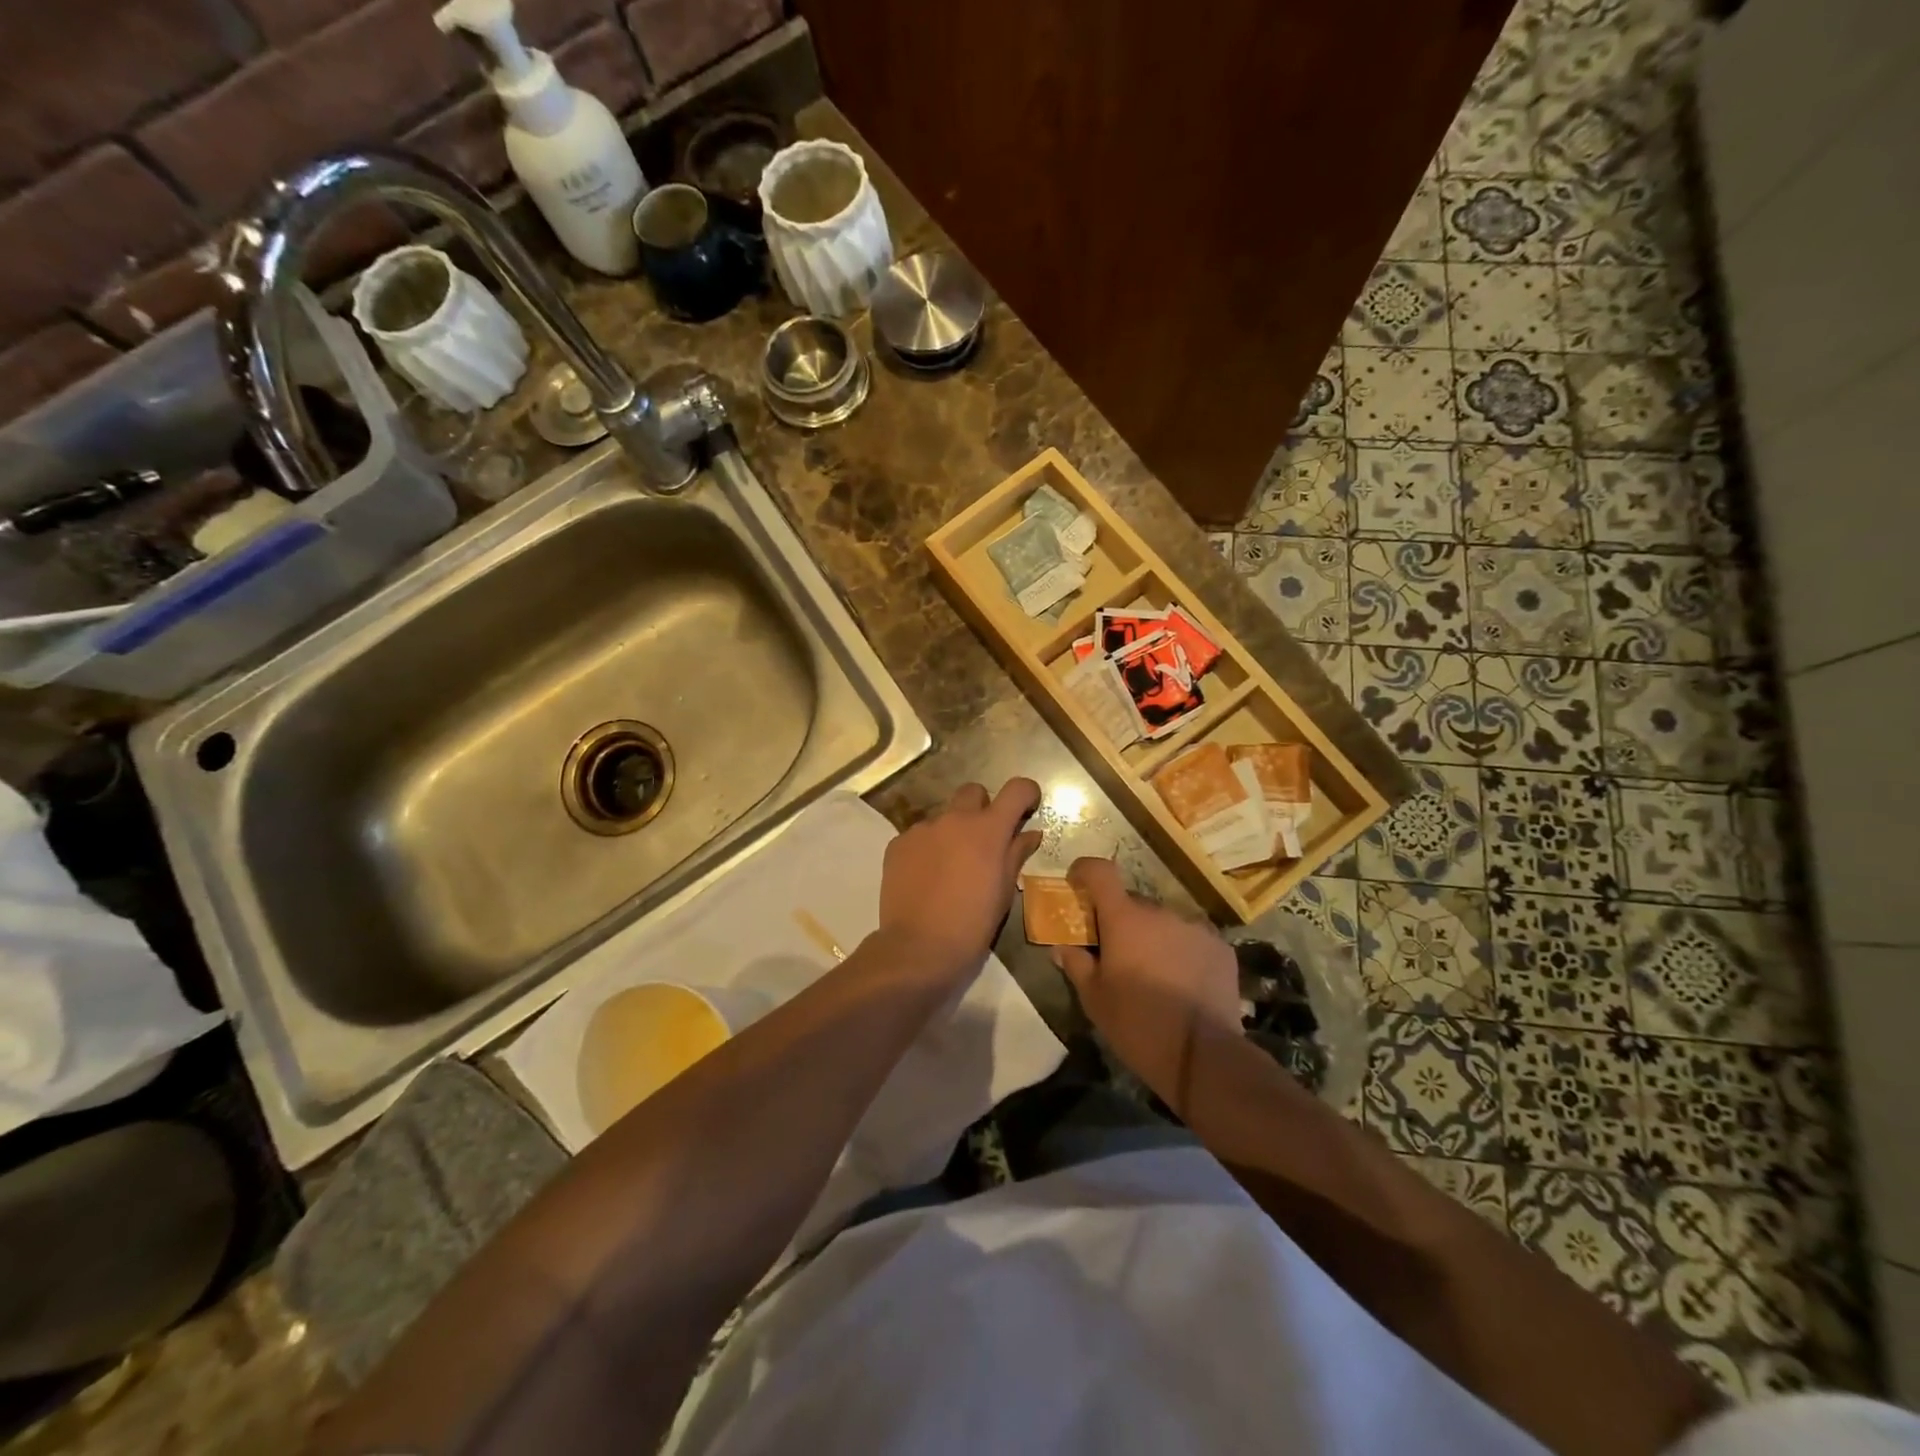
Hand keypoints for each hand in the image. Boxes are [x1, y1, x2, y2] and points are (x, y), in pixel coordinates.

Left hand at [875, 779, 1043, 979]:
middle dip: (983, 808)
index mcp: (987, 830)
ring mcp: (922, 829)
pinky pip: (919, 836)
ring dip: (952, 832)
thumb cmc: (972, 924)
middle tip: (985, 841)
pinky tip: (926, 878)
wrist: (918, 948)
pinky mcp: (898, 844)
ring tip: (950, 868)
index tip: (1027, 809)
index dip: (1026, 793)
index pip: (1016, 789)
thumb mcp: (1004, 891)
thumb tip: (1030, 833)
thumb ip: (1016, 854)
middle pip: (973, 792)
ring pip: (943, 816)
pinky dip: (928, 848)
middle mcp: (954, 819)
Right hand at [1053, 857, 1242, 1115]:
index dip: (1085, 871)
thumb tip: (1062, 947)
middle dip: (1120, 921)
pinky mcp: (1221, 947)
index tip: (1077, 884)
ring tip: (1153, 974)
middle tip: (1115, 953)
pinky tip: (1182, 984)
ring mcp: (1195, 927)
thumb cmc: (1137, 1024)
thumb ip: (1076, 964)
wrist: (1203, 1057)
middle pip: (1132, 903)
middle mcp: (1161, 912)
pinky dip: (1182, 952)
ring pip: (1164, 922)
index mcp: (1124, 918)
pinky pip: (1191, 939)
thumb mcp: (1094, 999)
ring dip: (1153, 938)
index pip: (1100, 871)